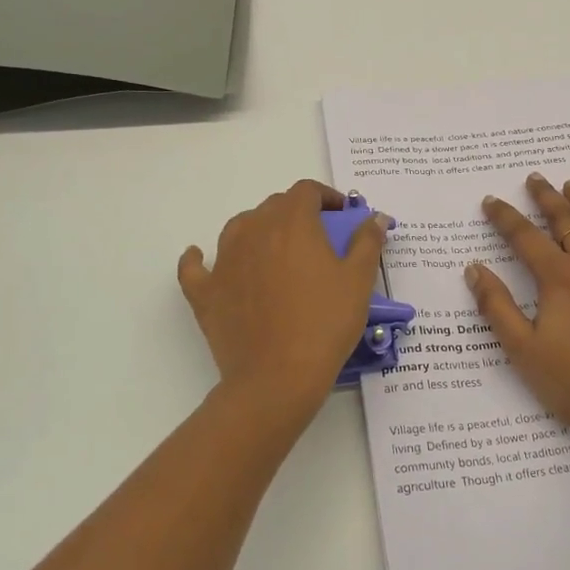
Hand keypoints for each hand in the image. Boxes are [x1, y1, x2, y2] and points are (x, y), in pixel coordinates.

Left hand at [178, 180, 385, 418]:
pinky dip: (199, 258)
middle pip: (273, 206)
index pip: (306, 191)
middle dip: (297, 213)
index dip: (326, 197)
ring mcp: (224, 261)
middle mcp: (253, 231)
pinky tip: (201, 257)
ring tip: (276, 249)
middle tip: (318, 238)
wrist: (278, 377)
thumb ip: (367, 243)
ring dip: (258, 229)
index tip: (342, 214)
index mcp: (292, 223)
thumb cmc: (325, 324)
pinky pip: (195, 266)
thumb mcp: (358, 282)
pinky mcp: (204, 292)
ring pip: (238, 228)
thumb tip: (374, 217)